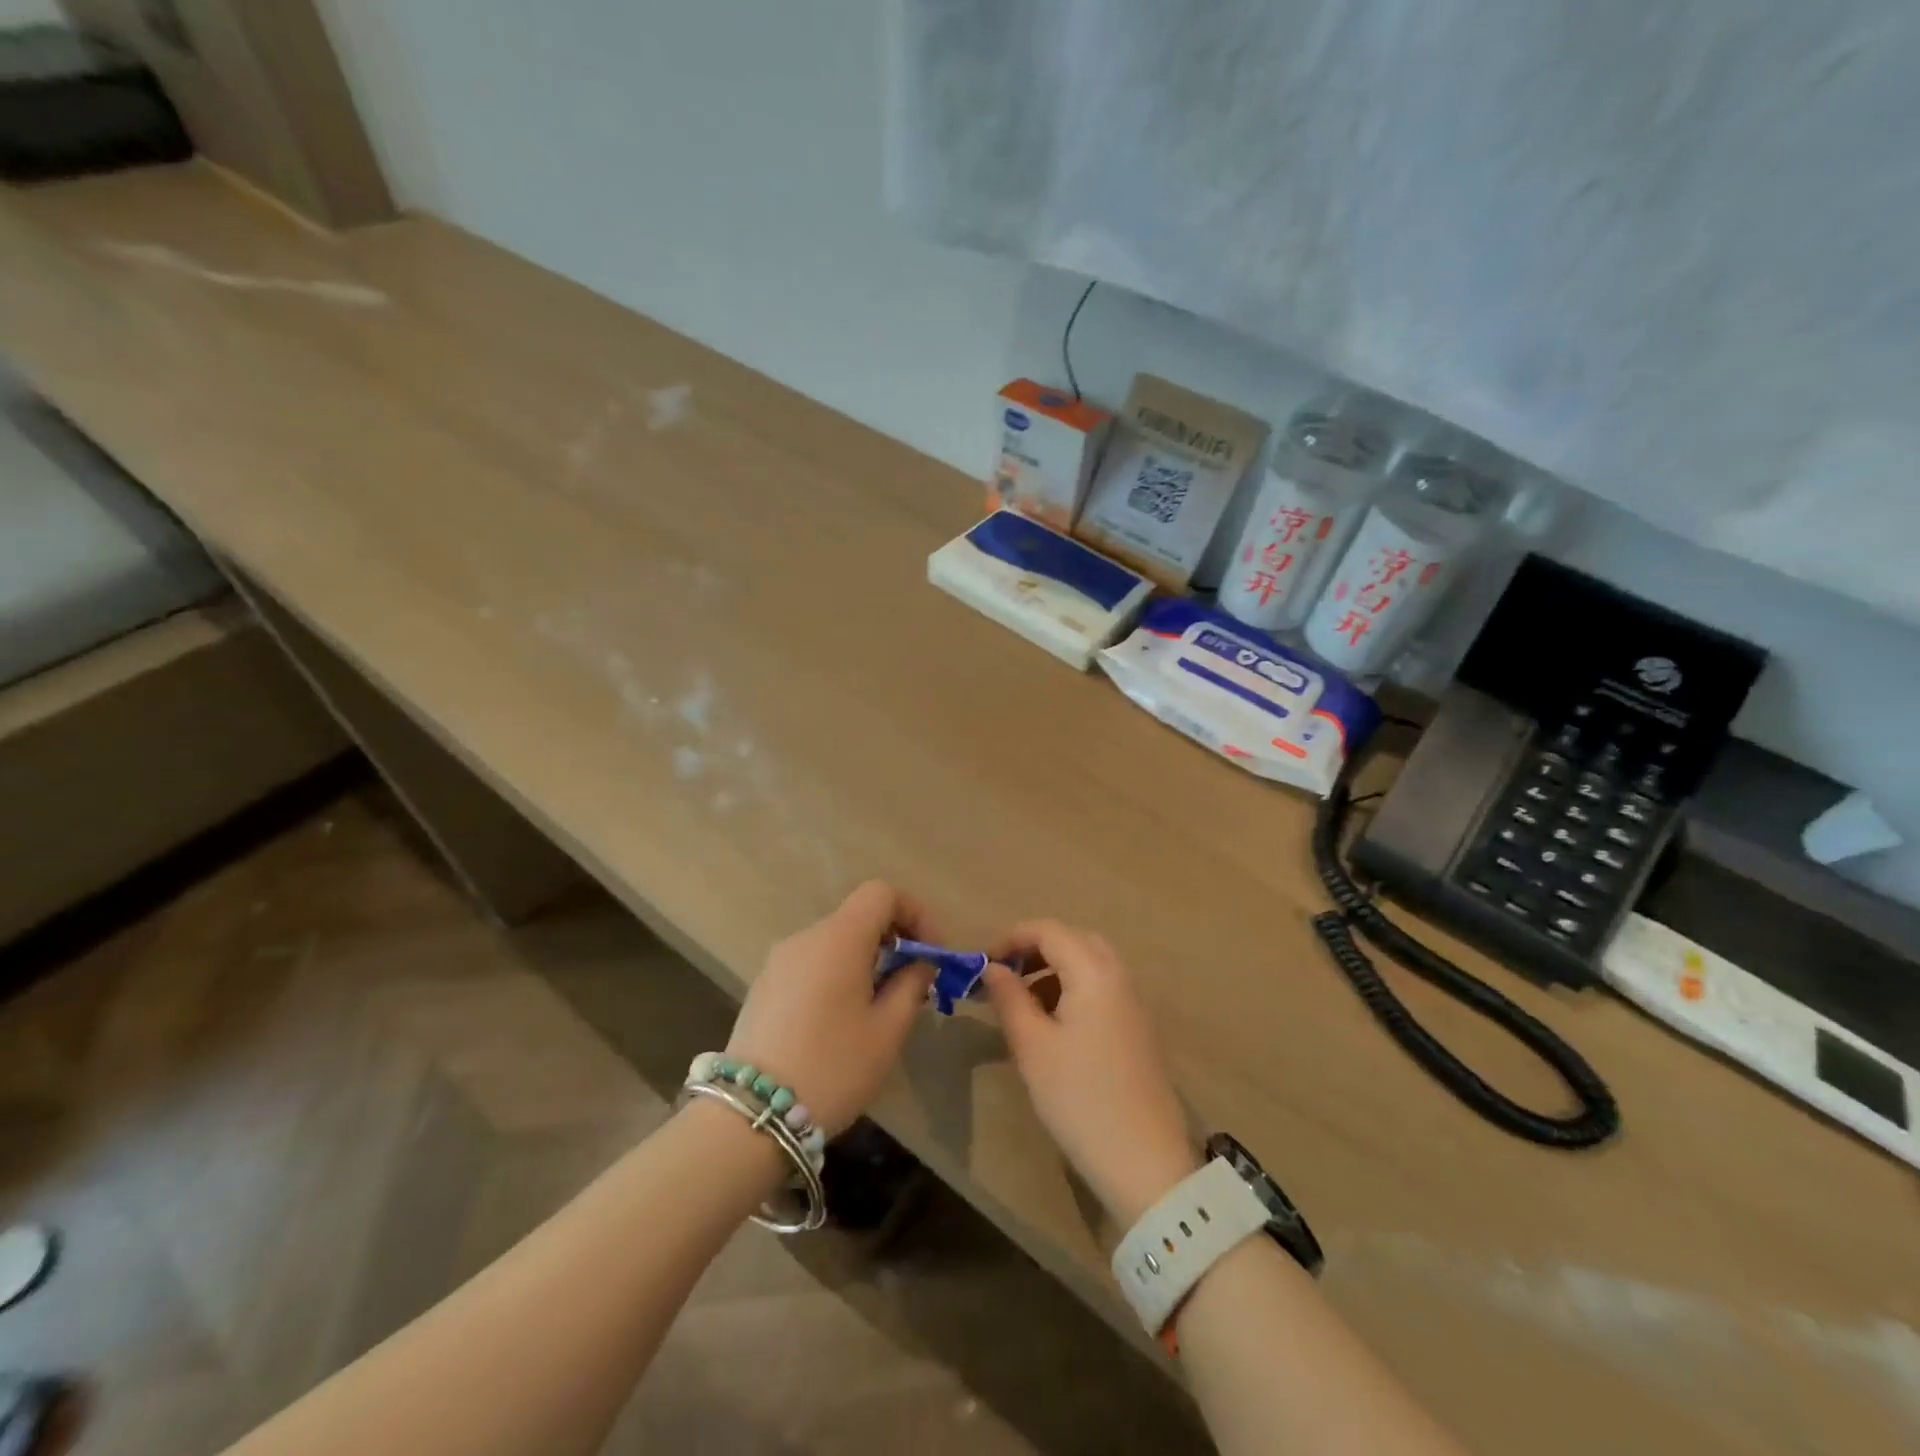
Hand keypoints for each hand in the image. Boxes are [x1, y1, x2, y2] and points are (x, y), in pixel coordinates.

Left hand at [725, 881, 935, 1135]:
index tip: (931, 952)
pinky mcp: (763, 987)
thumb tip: (919, 964)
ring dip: (866, 960)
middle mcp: (805, 938)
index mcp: (838, 938)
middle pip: (858, 917)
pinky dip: (837, 975)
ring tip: (880, 1007)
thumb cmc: (832, 1067)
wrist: (751, 1117)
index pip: (882, 893)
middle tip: (914, 984)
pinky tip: (841, 1021)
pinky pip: (812, 964)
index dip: (915, 913)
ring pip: (835, 942)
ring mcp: (778, 962)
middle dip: (893, 940)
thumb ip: (911, 985)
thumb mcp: (887, 1031)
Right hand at [981, 921, 1200, 1226]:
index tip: (982, 963)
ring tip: (1022, 1003)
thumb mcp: (1033, 1047)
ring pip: (1089, 964)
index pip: (1049, 930)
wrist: (1146, 1163)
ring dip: (1053, 970)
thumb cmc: (1080, 1099)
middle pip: (1073, 940)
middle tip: (1005, 977)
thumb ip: (1010, 998)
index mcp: (1094, 972)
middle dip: (1035, 950)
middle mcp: (1119, 977)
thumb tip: (993, 968)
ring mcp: (1133, 1003)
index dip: (1011, 938)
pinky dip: (1072, 990)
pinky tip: (1053, 1026)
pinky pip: (1101, 989)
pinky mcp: (1138, 1029)